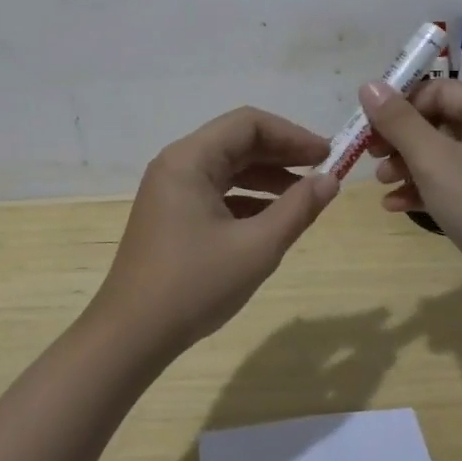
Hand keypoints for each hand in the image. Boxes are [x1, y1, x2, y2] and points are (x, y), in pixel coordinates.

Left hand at [88, 107, 339, 357]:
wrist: (130, 336)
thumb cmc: (193, 285)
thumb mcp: (256, 248)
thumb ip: (298, 209)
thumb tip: (331, 180)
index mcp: (190, 160)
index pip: (248, 124)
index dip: (292, 135)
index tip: (328, 154)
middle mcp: (177, 165)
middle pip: (237, 141)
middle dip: (283, 153)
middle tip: (325, 170)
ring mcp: (171, 190)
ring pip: (228, 167)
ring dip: (268, 176)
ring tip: (307, 194)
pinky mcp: (172, 215)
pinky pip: (216, 191)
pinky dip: (248, 198)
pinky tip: (275, 218)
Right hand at [361, 80, 461, 310]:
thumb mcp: (435, 161)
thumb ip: (399, 121)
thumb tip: (369, 85)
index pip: (438, 90)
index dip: (400, 104)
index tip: (367, 127)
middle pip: (437, 121)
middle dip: (400, 138)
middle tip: (370, 155)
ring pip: (440, 154)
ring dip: (406, 165)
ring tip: (381, 182)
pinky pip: (450, 183)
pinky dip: (423, 189)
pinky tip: (394, 205)